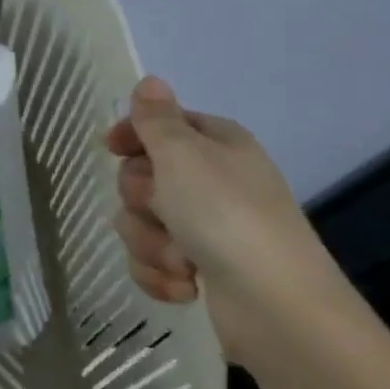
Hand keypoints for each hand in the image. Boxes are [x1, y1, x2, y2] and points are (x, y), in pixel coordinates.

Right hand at [106, 76, 353, 369]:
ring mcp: (206, 229)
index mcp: (216, 145)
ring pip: (141, 223)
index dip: (133, 135)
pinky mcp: (199, 270)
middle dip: (141, 200)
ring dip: (152, 243)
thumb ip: (157, 119)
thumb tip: (150, 80)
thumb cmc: (226, 216)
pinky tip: (186, 286)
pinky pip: (152, 263)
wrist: (276, 308)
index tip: (113, 148)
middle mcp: (212, 182)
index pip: (162, 124)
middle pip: (142, 177)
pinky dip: (161, 275)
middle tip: (163, 210)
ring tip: (182, 260)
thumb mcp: (183, 155)